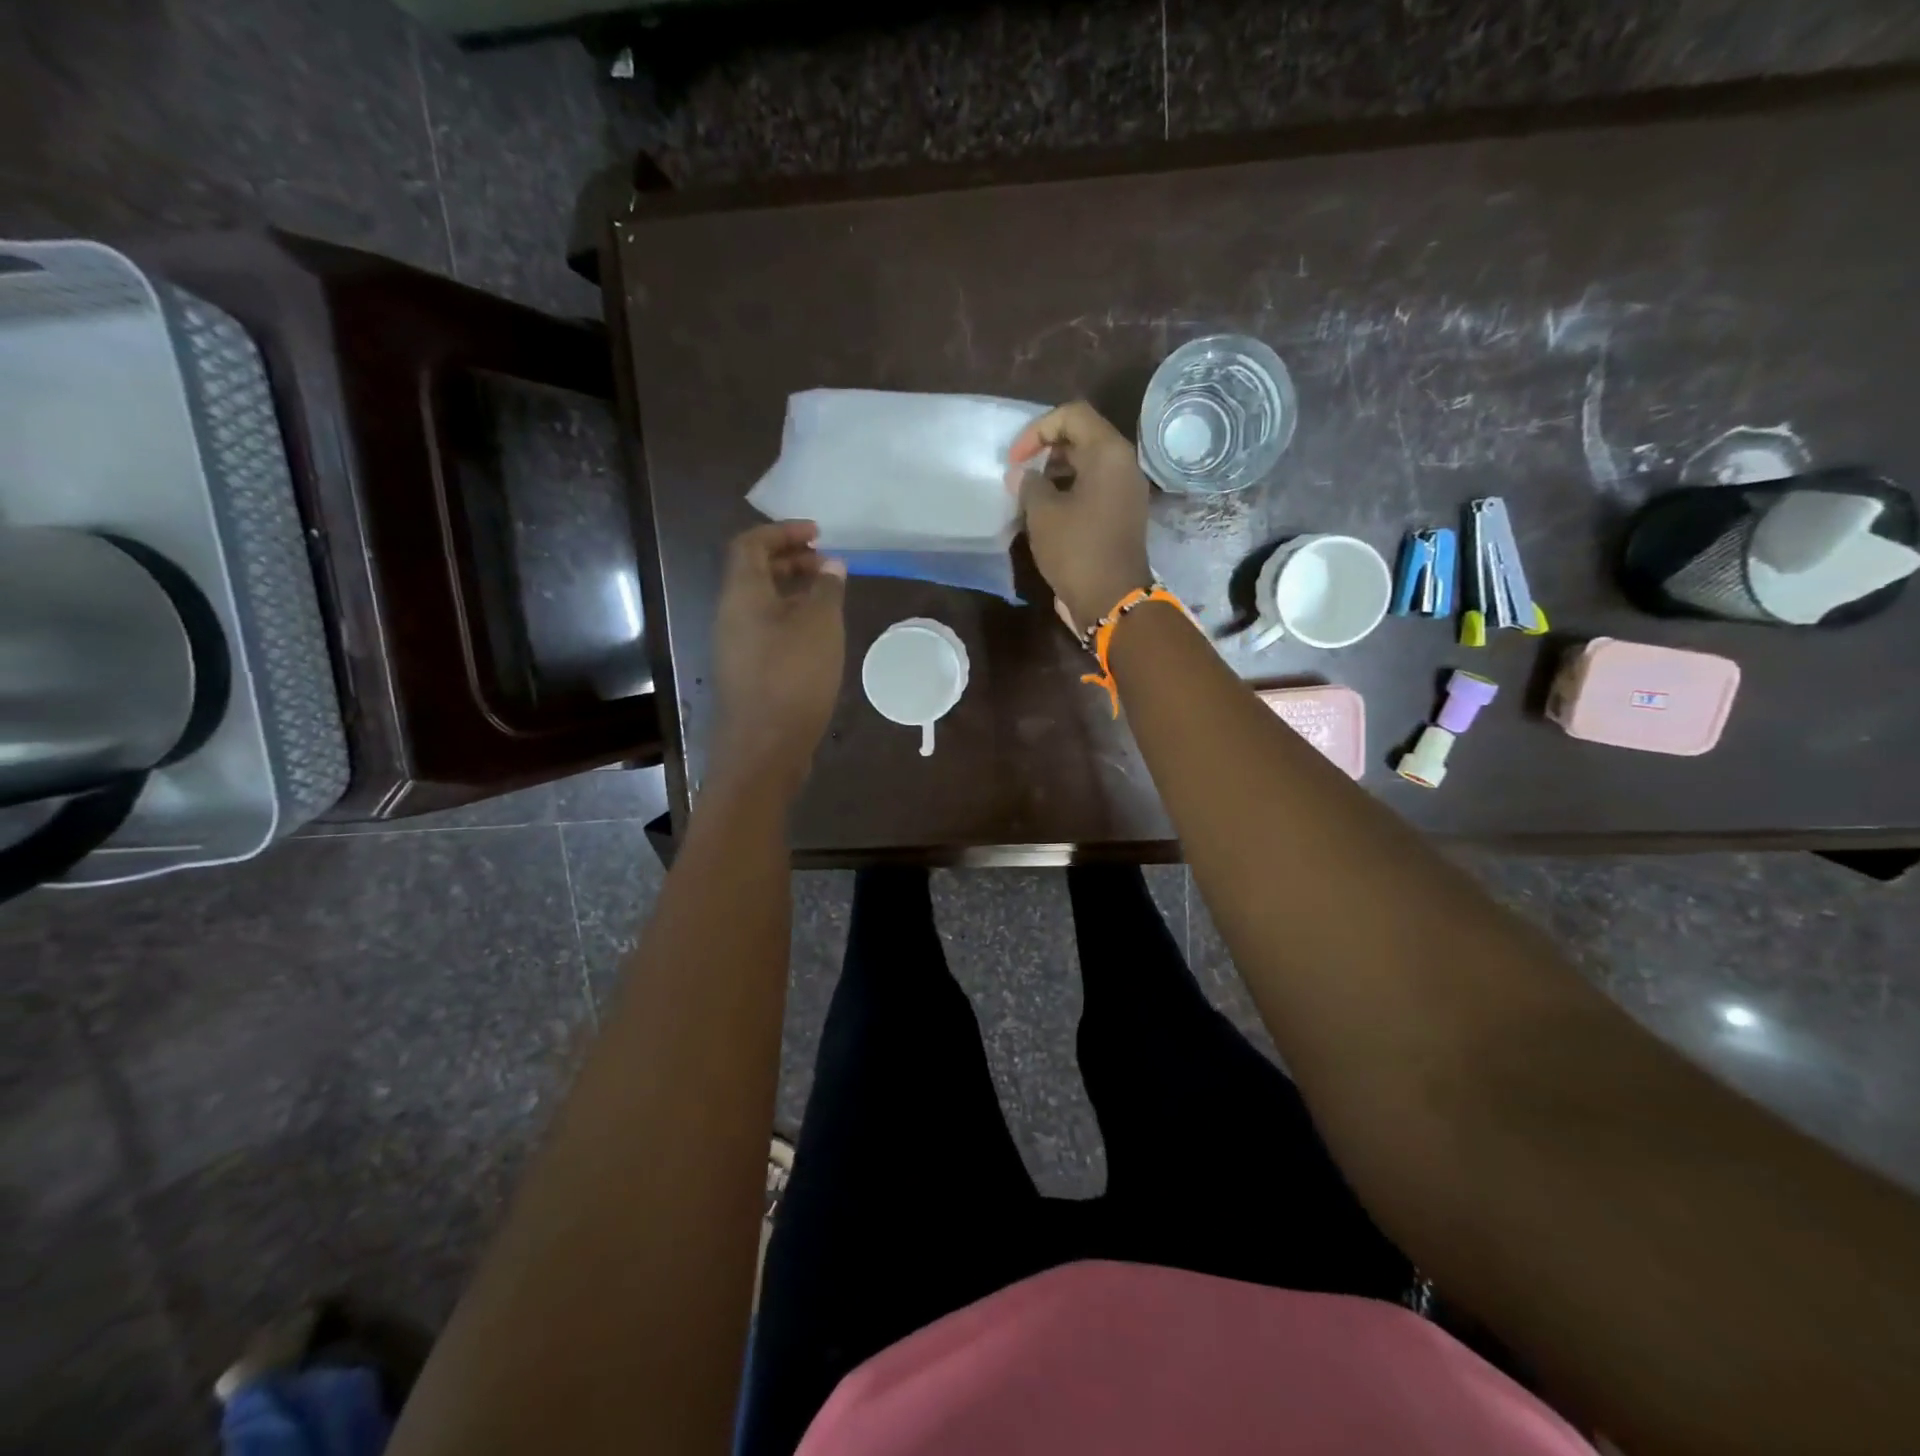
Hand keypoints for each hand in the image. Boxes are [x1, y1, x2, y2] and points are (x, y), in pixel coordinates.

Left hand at [710, 521, 846, 795]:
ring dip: (794, 591)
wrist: (765, 746)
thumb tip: (831, 565)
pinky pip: (768, 629)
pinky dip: (793, 619)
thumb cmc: (793, 677)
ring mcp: (737, 646)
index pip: (751, 544)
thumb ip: (827, 589)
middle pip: (755, 572)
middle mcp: (731, 615)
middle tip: (828, 564)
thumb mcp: (820, 625)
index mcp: (742, 594)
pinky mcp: (748, 671)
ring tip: (830, 596)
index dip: (782, 532)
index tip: (818, 534)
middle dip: (791, 560)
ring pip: (763, 603)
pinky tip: (820, 634)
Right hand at [1008, 401, 1152, 631]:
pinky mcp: (1121, 515)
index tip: (1016, 459)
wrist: (1112, 600)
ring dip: (1055, 474)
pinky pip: (1093, 489)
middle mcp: (1123, 465)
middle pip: (1082, 438)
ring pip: (1087, 465)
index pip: (1072, 415)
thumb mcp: (1042, 513)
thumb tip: (1023, 475)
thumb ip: (1029, 484)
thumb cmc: (1076, 550)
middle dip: (1046, 451)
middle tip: (1020, 475)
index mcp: (1108, 453)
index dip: (1037, 430)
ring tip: (1028, 496)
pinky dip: (1069, 493)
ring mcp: (1125, 491)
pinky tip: (1045, 514)